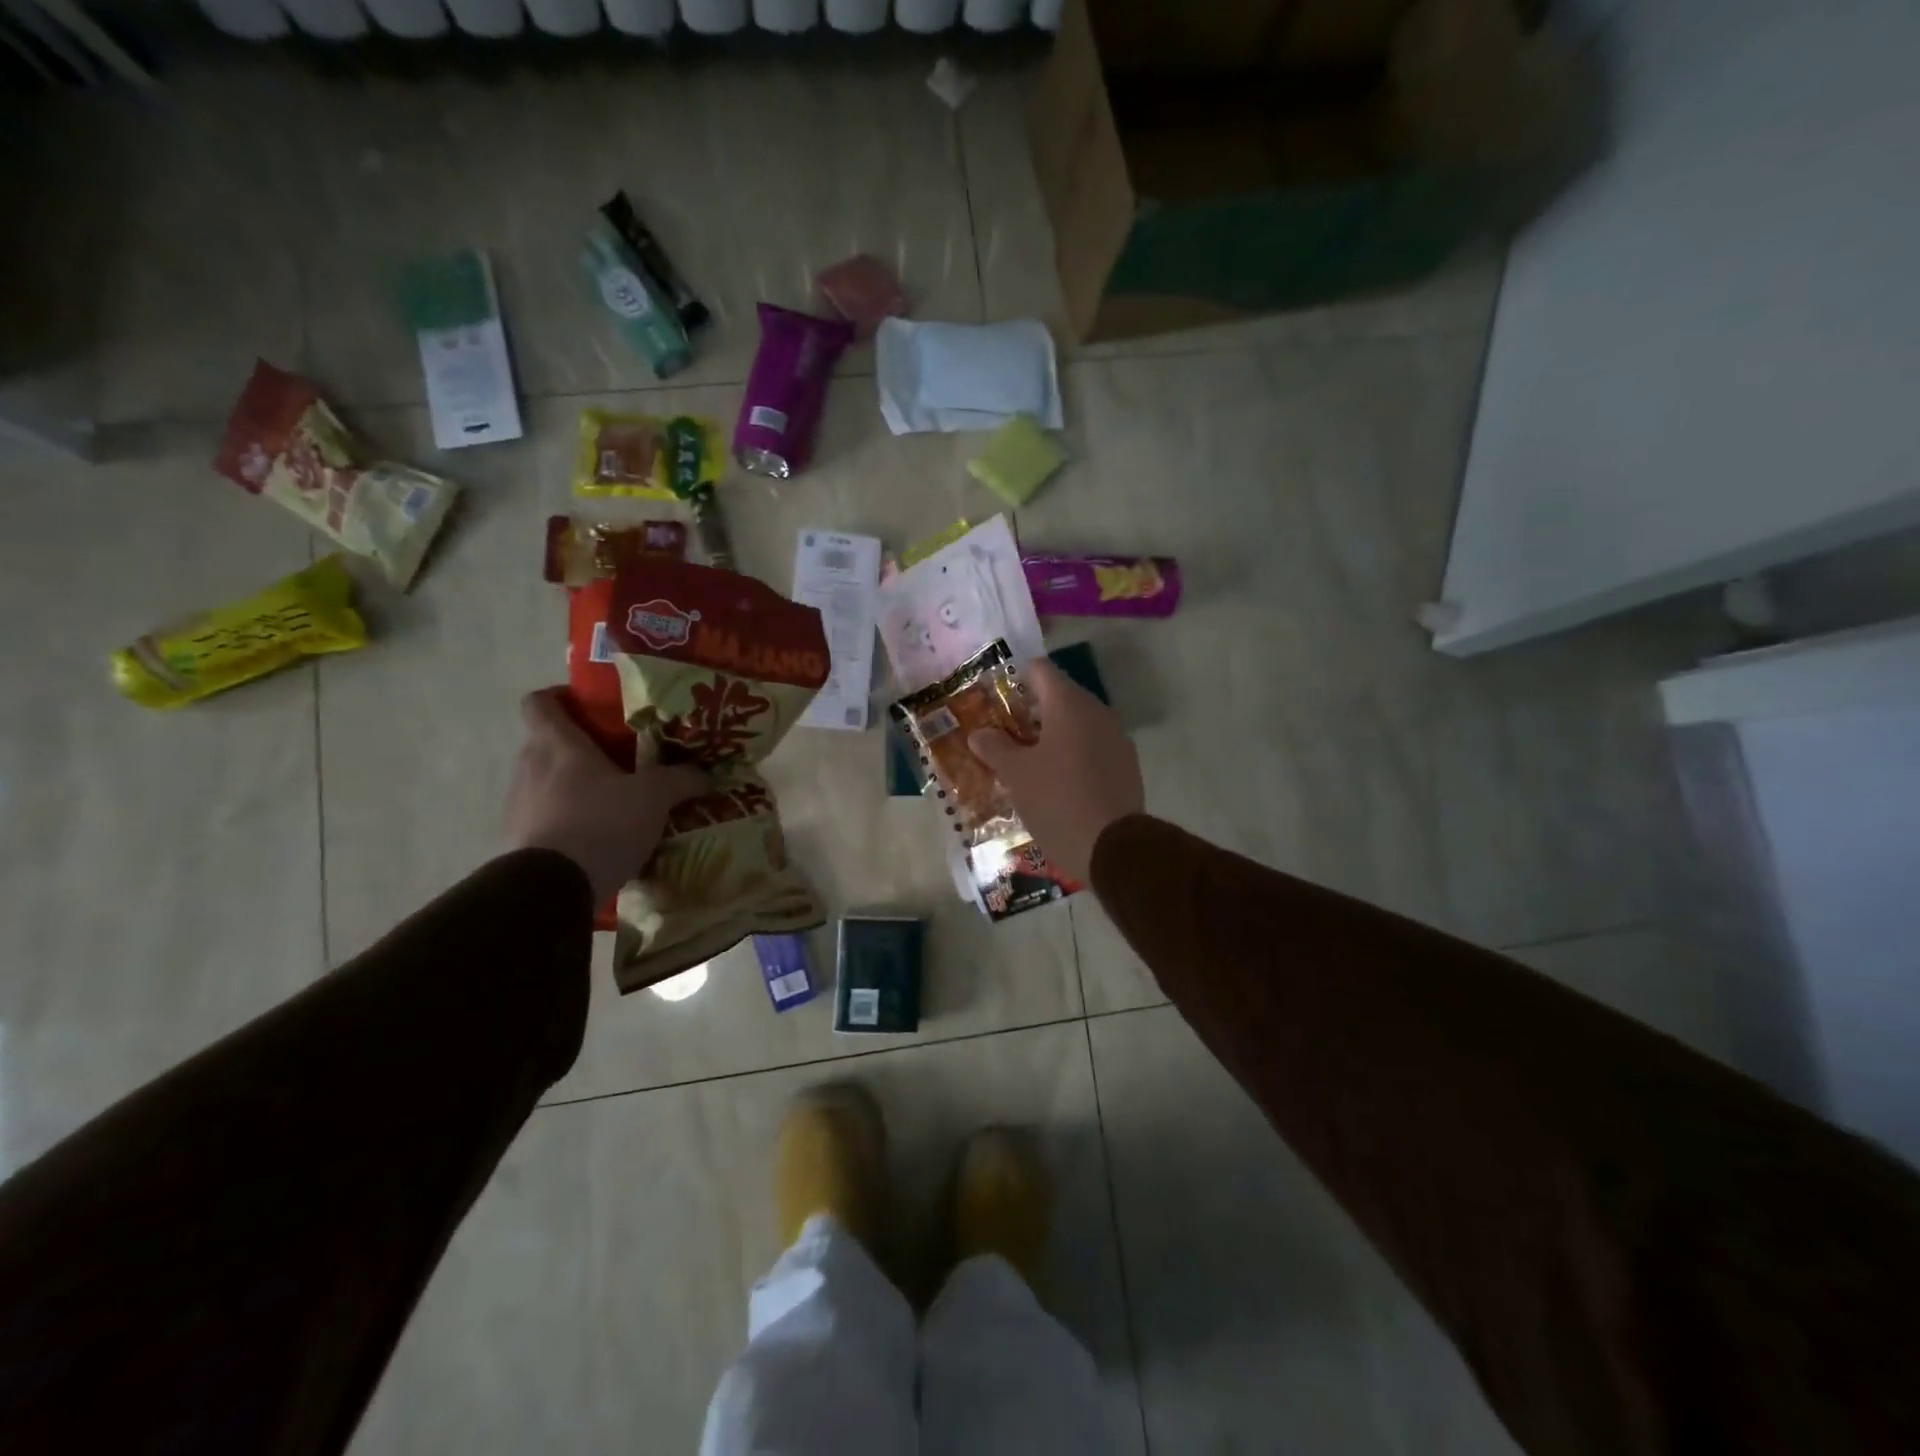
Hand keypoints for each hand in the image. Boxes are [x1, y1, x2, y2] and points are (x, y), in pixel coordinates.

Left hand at [506, 689, 707, 903]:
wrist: (552, 888)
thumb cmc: (601, 823)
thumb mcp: (654, 797)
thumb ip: (681, 779)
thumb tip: (706, 774)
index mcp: (557, 744)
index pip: (540, 702)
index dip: (561, 698)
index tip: (589, 707)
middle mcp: (529, 767)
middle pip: (548, 743)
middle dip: (581, 748)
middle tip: (620, 759)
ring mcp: (519, 805)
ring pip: (547, 781)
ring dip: (575, 787)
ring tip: (613, 802)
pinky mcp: (518, 840)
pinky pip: (546, 817)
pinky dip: (569, 820)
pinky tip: (599, 836)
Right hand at [968, 659, 1143, 883]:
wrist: (1113, 848)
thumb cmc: (1057, 800)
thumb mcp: (1016, 775)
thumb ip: (995, 748)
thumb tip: (979, 733)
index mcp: (1068, 704)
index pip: (1040, 670)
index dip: (1016, 677)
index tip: (996, 695)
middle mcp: (1097, 712)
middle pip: (1060, 696)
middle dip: (1032, 710)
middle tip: (1005, 730)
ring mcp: (1116, 738)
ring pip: (1078, 724)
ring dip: (1053, 734)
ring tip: (1027, 757)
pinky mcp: (1126, 765)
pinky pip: (1094, 747)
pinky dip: (1073, 754)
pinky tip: (1057, 779)